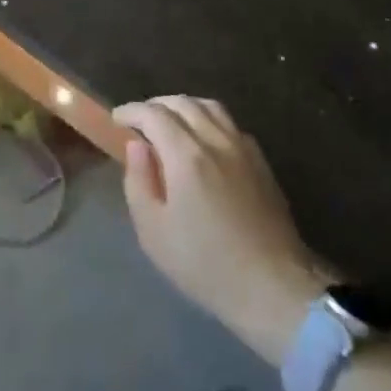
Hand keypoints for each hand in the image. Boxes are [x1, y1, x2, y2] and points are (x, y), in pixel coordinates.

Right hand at [114, 97, 332, 364]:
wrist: (273, 287)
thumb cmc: (205, 264)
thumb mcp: (154, 232)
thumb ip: (139, 182)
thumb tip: (137, 146)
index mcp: (186, 155)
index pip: (153, 114)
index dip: (131, 111)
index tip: (116, 119)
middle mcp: (216, 140)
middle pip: (183, 103)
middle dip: (155, 105)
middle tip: (139, 121)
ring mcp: (243, 148)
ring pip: (210, 106)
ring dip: (184, 106)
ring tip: (170, 123)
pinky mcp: (261, 161)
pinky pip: (230, 123)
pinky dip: (208, 119)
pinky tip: (204, 139)